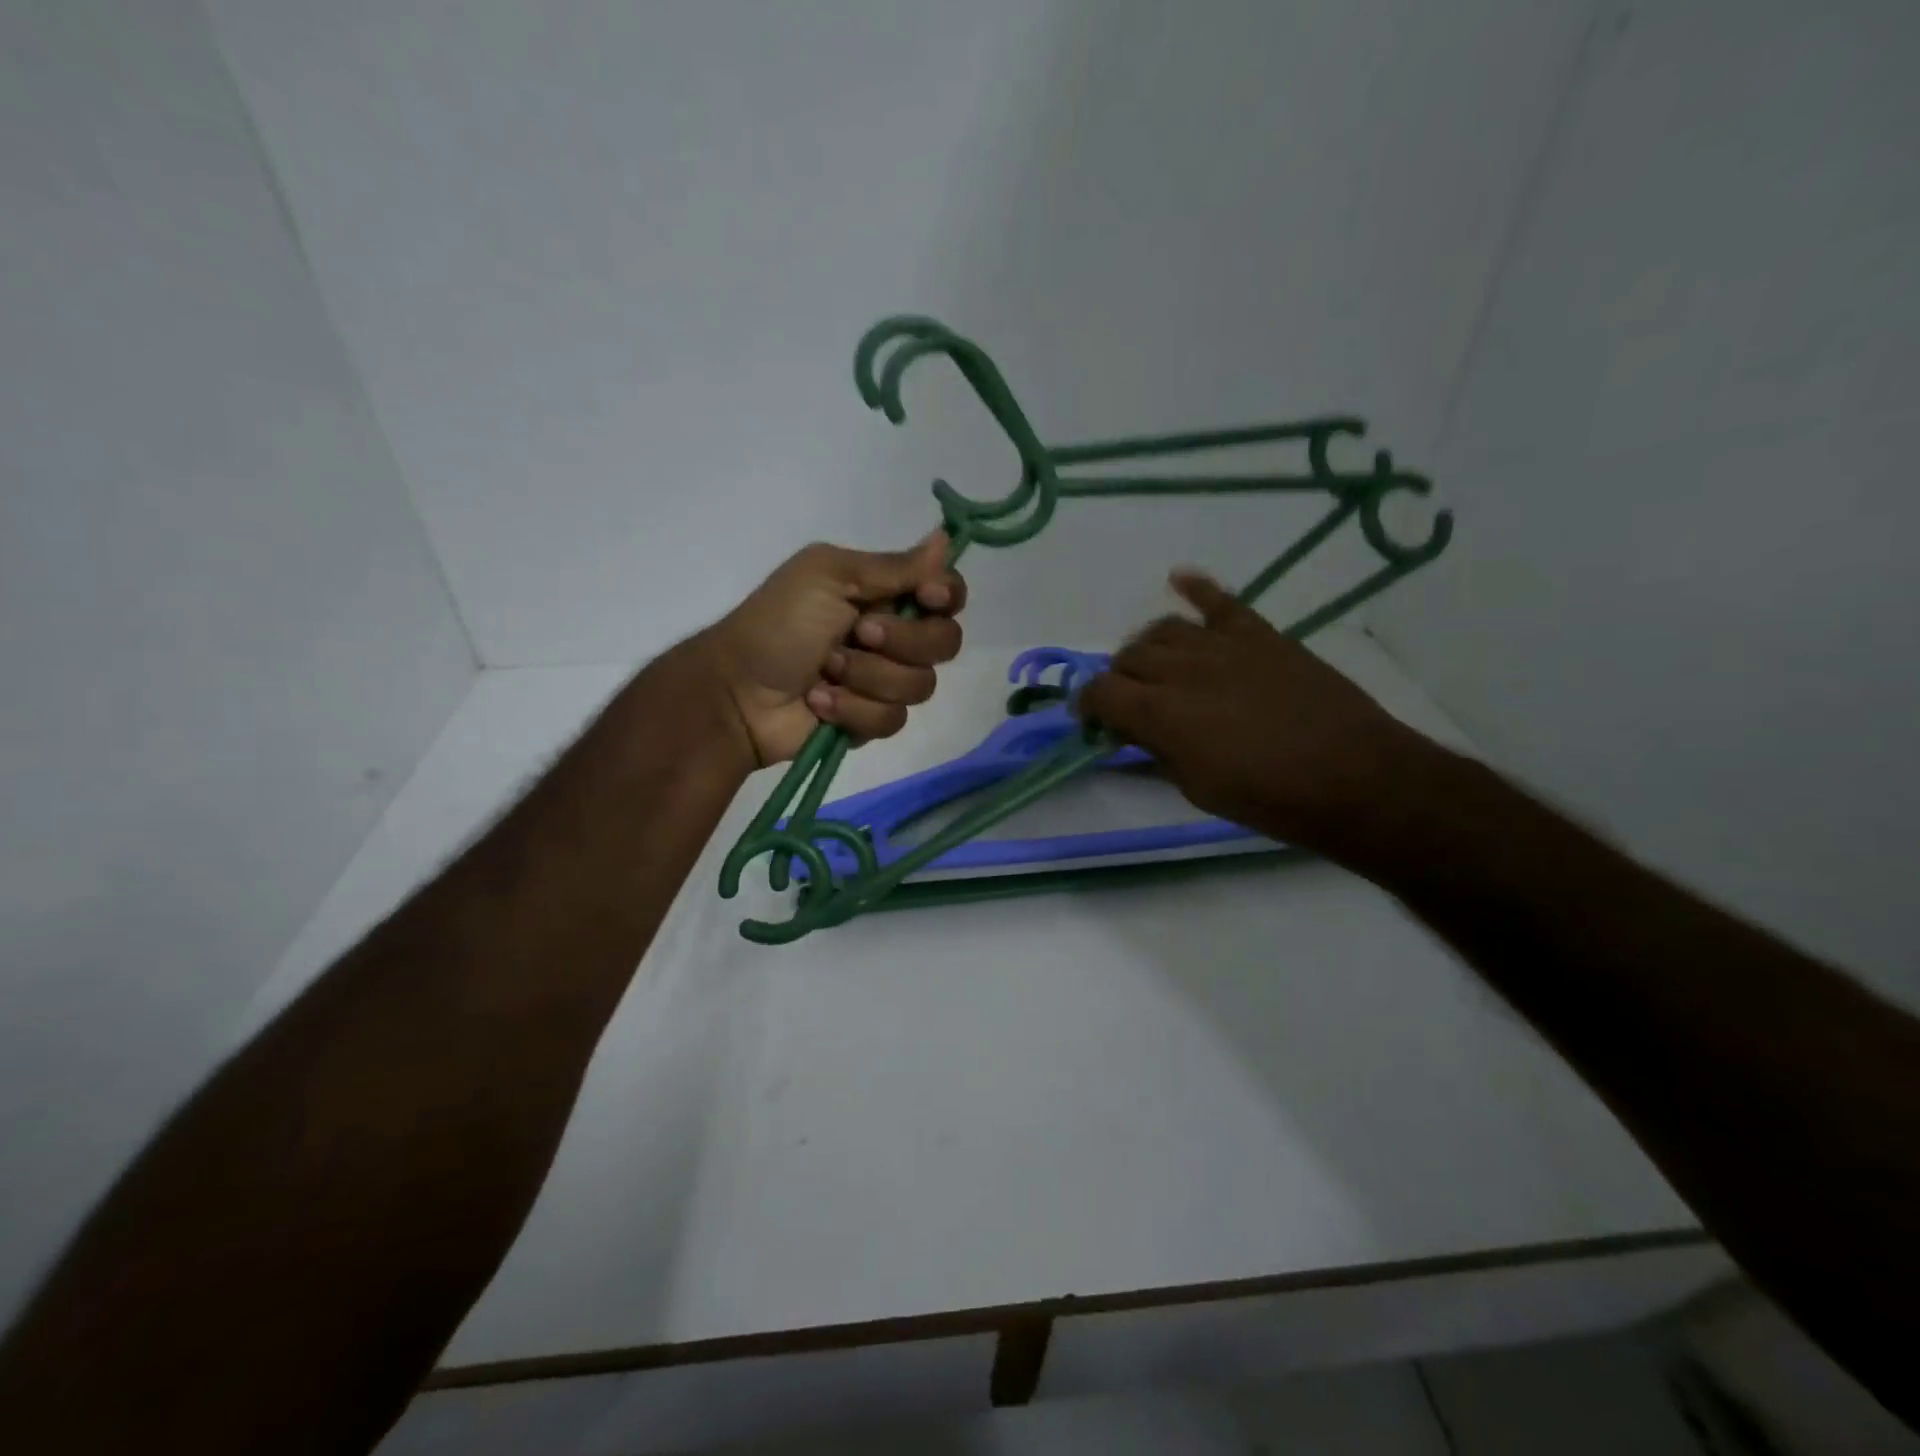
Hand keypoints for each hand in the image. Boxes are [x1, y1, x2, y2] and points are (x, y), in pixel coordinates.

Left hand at [699, 532, 967, 766]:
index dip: (946, 595)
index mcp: (885, 594)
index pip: (947, 593)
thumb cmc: (778, 623)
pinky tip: (819, 701)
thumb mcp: (828, 576)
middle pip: (945, 641)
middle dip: (902, 641)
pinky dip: (853, 709)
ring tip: (825, 671)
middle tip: (858, 633)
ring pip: (920, 685)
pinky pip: (893, 719)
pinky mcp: (872, 720)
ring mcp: (884, 681)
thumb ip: (892, 566)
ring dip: (869, 676)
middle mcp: (895, 636)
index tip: (927, 596)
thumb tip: (945, 538)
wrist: (738, 690)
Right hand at [1078, 571, 1428, 855]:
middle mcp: (1182, 669)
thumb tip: (1137, 733)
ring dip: (1149, 648)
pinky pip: (1220, 601)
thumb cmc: (1269, 799)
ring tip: (1156, 665)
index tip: (1092, 719)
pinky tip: (1178, 579)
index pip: (1100, 692)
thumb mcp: (1197, 788)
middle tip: (1131, 702)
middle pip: (1128, 657)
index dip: (1087, 705)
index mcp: (1161, 714)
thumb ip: (1159, 751)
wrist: (1354, 777)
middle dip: (1119, 680)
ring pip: (1164, 630)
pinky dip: (1196, 587)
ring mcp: (1223, 646)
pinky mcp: (1259, 635)